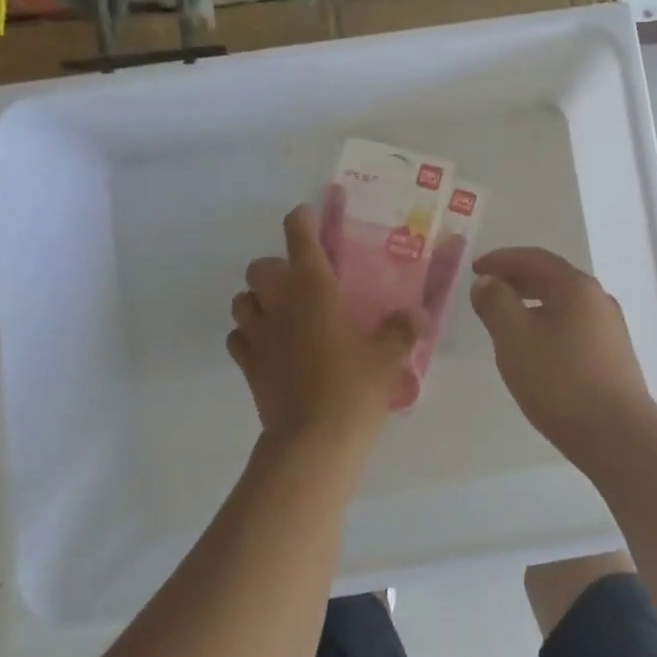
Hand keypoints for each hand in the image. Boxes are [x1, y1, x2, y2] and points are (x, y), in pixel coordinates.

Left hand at [229, 205, 419, 452]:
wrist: (314, 440)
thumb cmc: (355, 386)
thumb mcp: (390, 355)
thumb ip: (403, 328)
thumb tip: (418, 315)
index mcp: (313, 287)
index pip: (299, 235)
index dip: (302, 219)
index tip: (309, 216)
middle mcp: (279, 301)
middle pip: (260, 266)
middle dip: (277, 267)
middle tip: (303, 282)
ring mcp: (258, 333)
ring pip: (242, 299)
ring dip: (258, 298)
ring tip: (283, 312)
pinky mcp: (247, 365)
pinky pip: (238, 336)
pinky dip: (248, 334)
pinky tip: (269, 345)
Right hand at [470, 248, 656, 455]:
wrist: (617, 435)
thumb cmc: (560, 381)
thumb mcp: (515, 338)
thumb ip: (496, 304)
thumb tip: (488, 282)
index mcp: (575, 287)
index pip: (534, 259)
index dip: (501, 260)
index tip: (475, 268)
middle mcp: (598, 299)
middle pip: (552, 277)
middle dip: (517, 279)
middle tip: (488, 289)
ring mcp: (610, 328)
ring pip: (564, 303)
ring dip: (532, 302)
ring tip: (507, 318)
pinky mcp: (613, 355)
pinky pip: (573, 324)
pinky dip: (548, 322)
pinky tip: (536, 346)